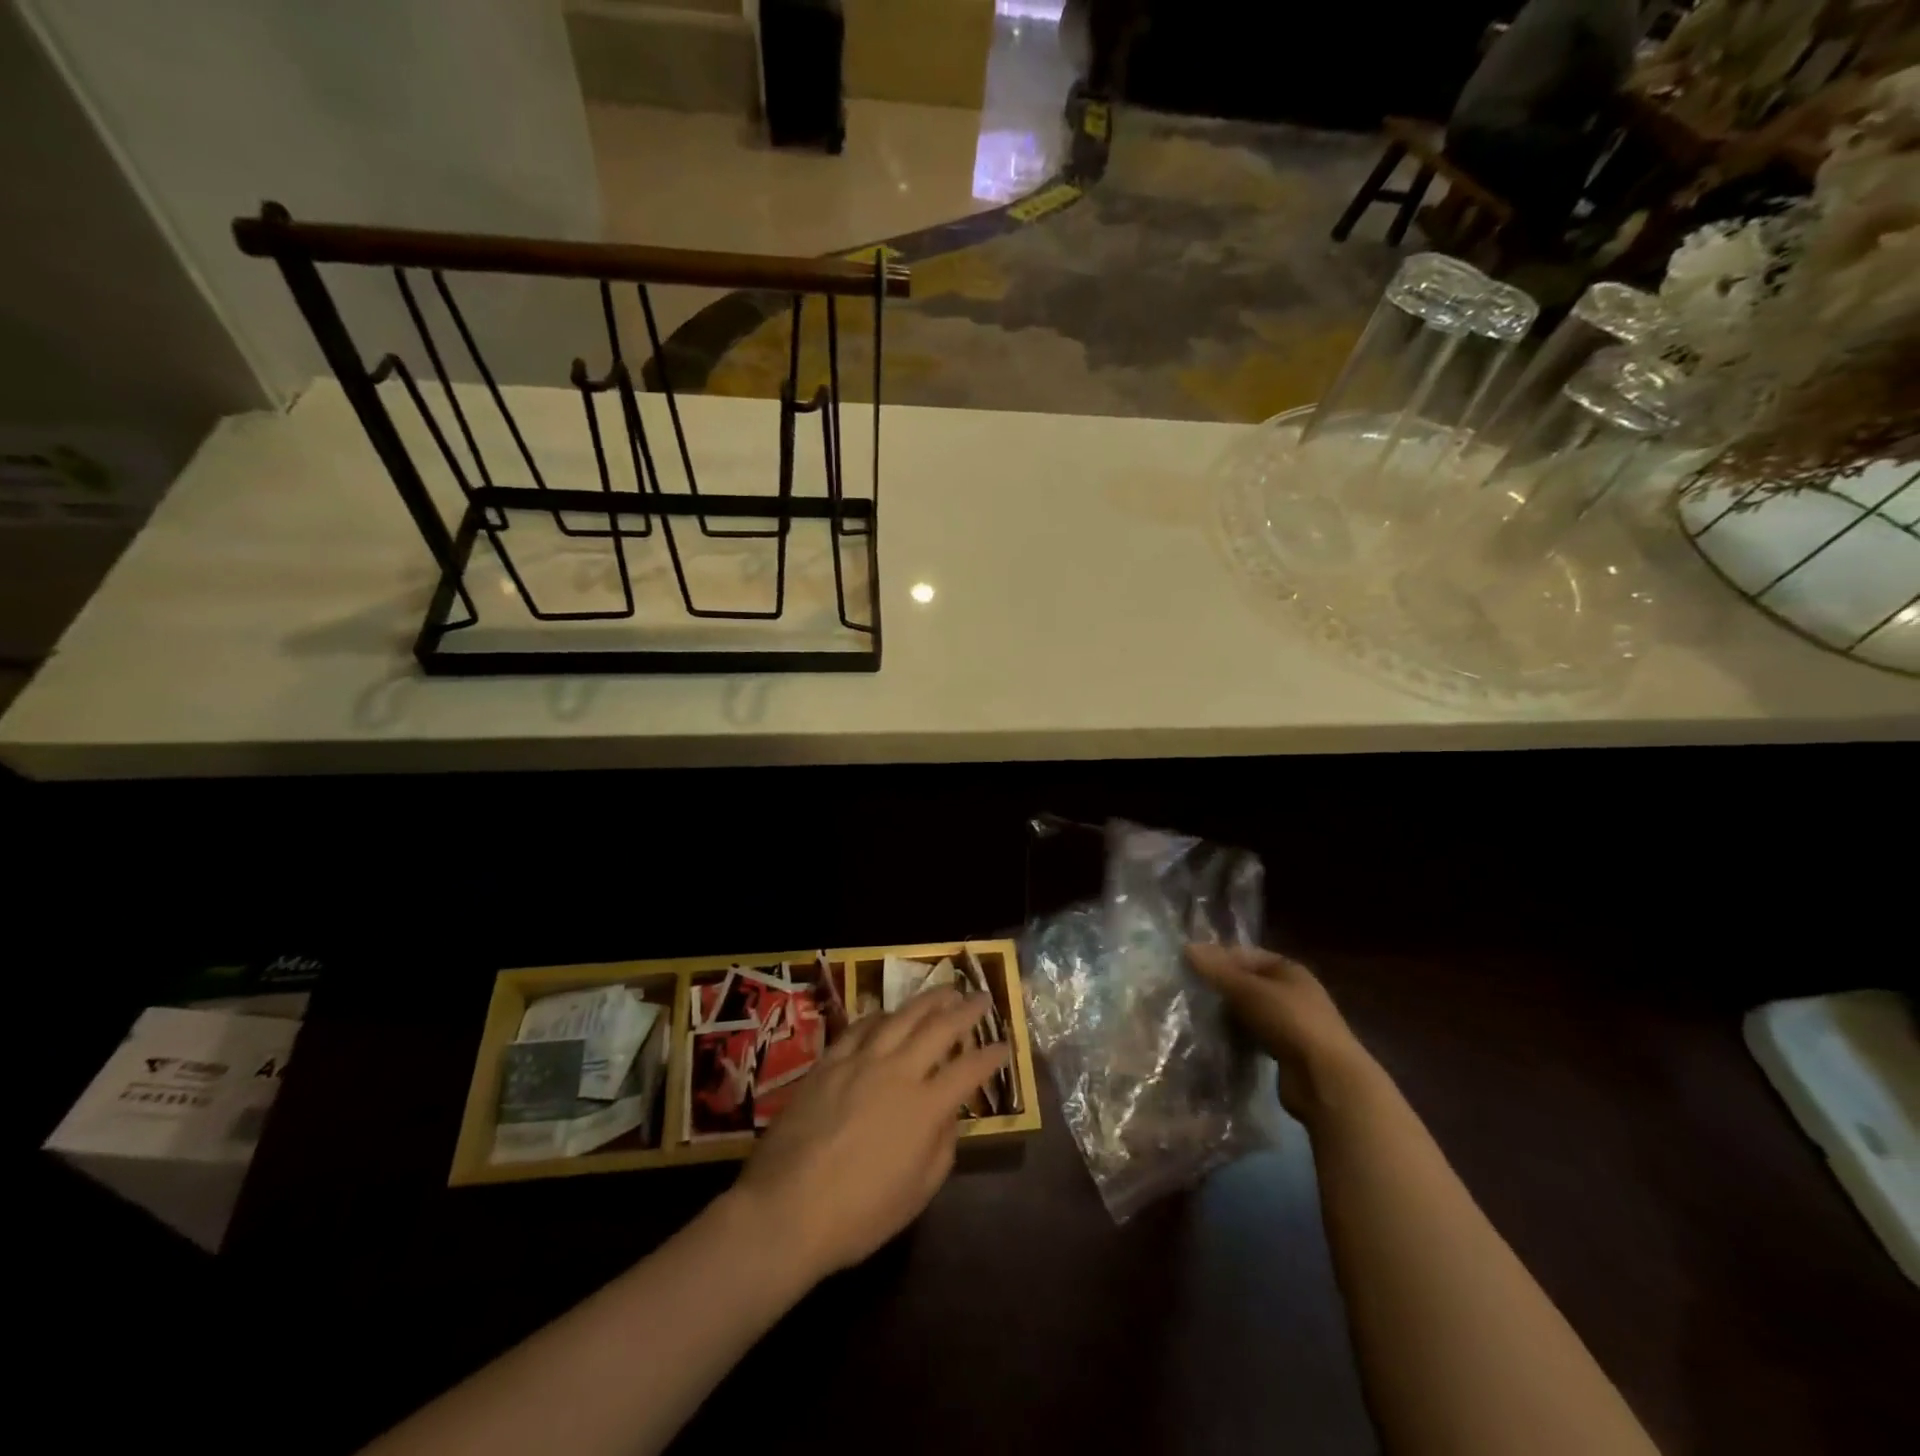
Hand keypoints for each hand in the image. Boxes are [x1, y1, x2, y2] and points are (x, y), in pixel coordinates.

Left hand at [731, 989, 1008, 1280]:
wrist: (785, 1209)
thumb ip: (941, 1148)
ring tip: (945, 990)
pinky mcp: (829, 1062)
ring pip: (901, 1017)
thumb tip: (949, 1115)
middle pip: (939, 1028)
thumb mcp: (916, 1194)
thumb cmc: (858, 1215)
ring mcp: (860, 1061)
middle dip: (966, 1010)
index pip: (969, 1070)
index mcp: (925, 1107)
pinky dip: (880, 1015)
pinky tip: (888, 1013)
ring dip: (928, 1000)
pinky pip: (860, 1027)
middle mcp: (897, 1072)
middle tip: (982, 997)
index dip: (992, 1055)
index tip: (1006, 1045)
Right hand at [1186, 944, 1371, 1122]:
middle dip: (1221, 988)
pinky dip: (1238, 1037)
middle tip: (1188, 992)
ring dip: (1228, 1014)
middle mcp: (1292, 993)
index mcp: (1289, 970)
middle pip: (1248, 983)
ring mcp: (1291, 1024)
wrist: (1327, 1081)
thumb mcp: (1248, 990)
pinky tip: (1217, 1041)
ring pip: (1250, 1011)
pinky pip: (1254, 1037)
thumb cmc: (1290, 1022)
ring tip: (1196, 1017)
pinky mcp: (1286, 1053)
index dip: (1219, 957)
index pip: (1246, 955)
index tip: (1189, 966)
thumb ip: (1217, 970)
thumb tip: (1187, 946)